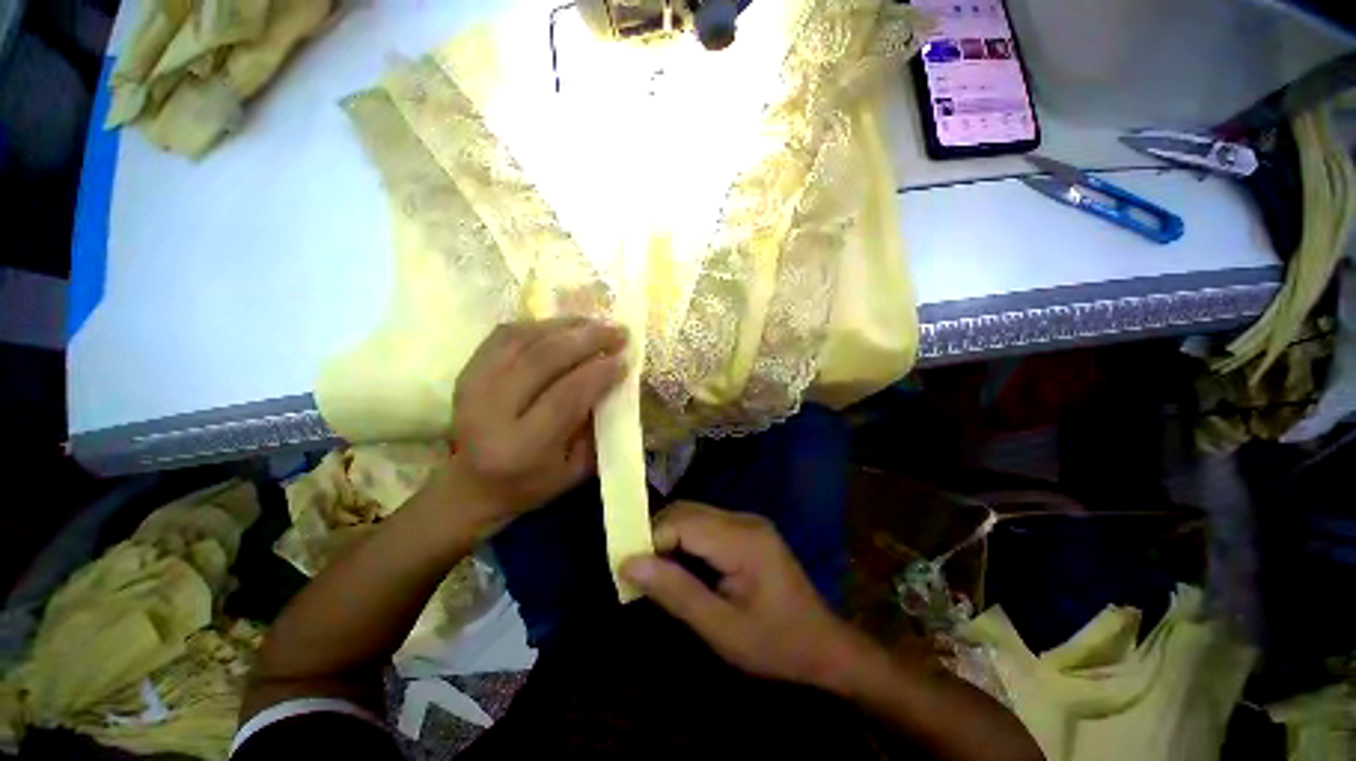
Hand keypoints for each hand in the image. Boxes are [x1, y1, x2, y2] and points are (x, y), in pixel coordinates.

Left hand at [444, 318, 627, 526]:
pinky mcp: (467, 371)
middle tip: (617, 332)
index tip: (624, 359)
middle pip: (542, 360)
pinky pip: (507, 334)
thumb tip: (616, 379)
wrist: (473, 484)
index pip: (565, 397)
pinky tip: (565, 327)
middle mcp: (489, 413)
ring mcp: (472, 386)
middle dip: (587, 340)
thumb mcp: (577, 468)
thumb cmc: (534, 482)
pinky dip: (541, 325)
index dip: (598, 373)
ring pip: (524, 340)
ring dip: (567, 326)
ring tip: (596, 324)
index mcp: (520, 448)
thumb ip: (598, 426)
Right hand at [620, 502, 861, 688]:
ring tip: (655, 572)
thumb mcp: (721, 629)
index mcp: (742, 540)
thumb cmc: (775, 645)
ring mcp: (747, 521)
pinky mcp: (747, 529)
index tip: (629, 571)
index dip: (650, 540)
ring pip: (693, 514)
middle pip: (686, 512)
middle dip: (656, 536)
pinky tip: (680, 566)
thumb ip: (675, 592)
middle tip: (639, 574)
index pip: (682, 522)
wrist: (824, 645)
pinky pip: (705, 523)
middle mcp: (744, 519)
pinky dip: (685, 539)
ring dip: (668, 537)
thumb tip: (628, 563)